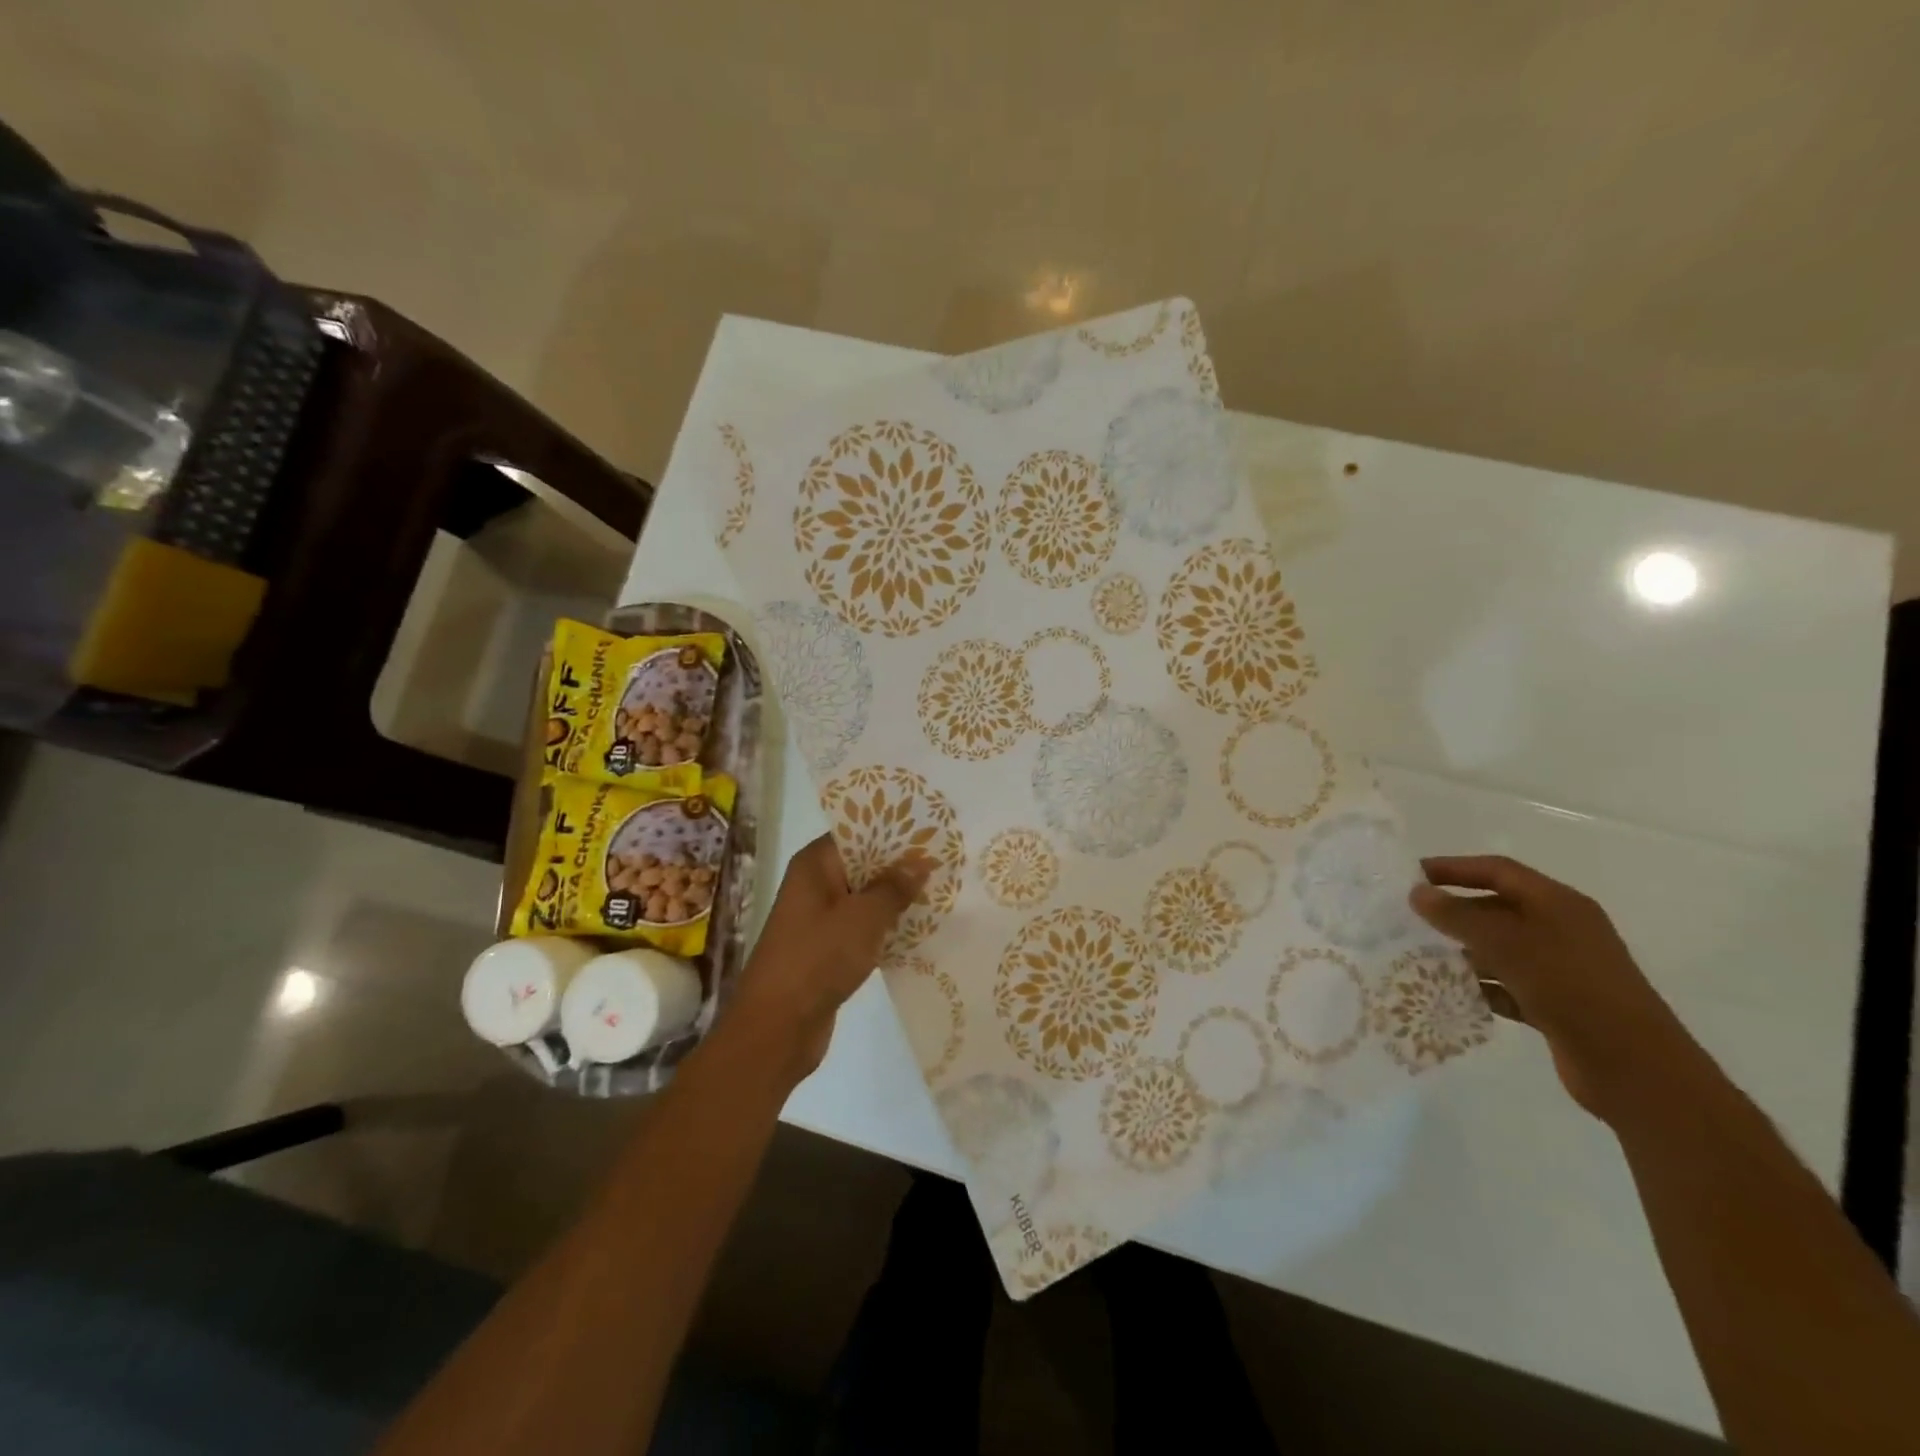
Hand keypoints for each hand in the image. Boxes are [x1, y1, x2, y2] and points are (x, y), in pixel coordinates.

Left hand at [731, 835, 929, 1078]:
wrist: (777, 1028)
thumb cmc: (818, 959)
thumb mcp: (863, 918)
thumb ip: (893, 887)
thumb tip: (919, 862)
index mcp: (814, 865)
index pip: (858, 833)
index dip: (893, 831)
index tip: (931, 831)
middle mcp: (814, 885)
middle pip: (863, 864)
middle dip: (900, 865)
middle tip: (946, 861)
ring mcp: (819, 919)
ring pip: (865, 898)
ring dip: (896, 898)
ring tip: (942, 891)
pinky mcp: (827, 950)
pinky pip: (863, 927)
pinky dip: (886, 927)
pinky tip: (920, 929)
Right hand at [1409, 856, 1698, 1120]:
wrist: (1633, 1067)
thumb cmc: (1570, 987)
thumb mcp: (1507, 944)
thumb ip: (1458, 916)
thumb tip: (1417, 893)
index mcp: (1559, 904)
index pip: (1498, 871)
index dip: (1454, 868)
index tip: (1412, 876)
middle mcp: (1562, 930)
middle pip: (1498, 908)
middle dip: (1454, 912)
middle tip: (1409, 919)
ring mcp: (1561, 969)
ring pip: (1501, 948)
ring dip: (1463, 951)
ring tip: (1420, 956)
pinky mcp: (1557, 1004)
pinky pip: (1509, 984)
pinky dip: (1482, 986)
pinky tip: (1452, 993)